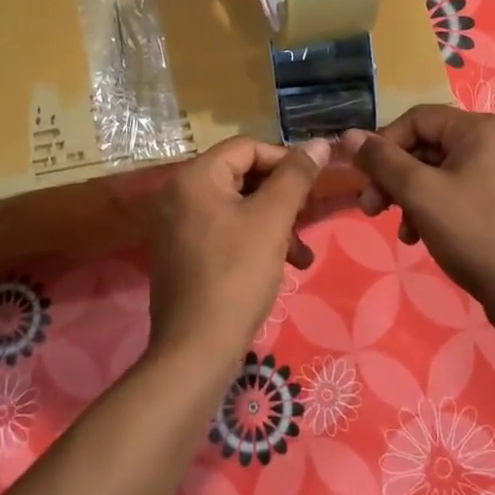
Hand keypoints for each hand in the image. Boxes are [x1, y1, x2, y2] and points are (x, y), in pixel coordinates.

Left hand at [146, 136, 329, 365]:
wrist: (196, 350)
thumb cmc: (236, 275)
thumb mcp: (273, 220)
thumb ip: (296, 177)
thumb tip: (319, 143)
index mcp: (195, 176)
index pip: (247, 147)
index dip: (285, 160)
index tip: (314, 185)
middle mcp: (178, 193)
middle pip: (241, 176)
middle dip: (281, 198)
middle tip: (309, 219)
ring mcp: (175, 225)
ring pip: (236, 207)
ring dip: (273, 223)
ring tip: (301, 254)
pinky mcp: (180, 253)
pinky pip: (223, 230)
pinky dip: (252, 240)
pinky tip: (279, 266)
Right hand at [342, 107, 494, 341]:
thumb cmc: (472, 232)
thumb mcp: (420, 193)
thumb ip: (382, 161)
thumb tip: (350, 135)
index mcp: (479, 128)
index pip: (416, 118)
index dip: (384, 144)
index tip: (364, 178)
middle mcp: (494, 140)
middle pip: (426, 145)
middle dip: (394, 177)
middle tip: (370, 208)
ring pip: (438, 171)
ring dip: (410, 197)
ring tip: (400, 230)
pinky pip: (457, 189)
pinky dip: (433, 208)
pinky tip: (420, 236)